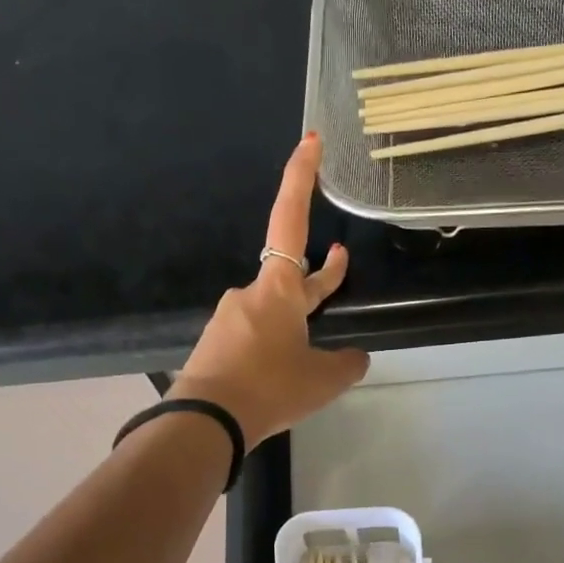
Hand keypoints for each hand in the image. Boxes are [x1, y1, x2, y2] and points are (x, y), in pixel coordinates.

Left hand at [169, 133, 369, 446]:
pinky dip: (275, 348)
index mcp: (279, 289)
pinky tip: (281, 376)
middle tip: (342, 260)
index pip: (291, 220)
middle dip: (321, 273)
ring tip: (312, 356)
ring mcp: (230, 319)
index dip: (300, 178)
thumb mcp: (323, 380)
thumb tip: (356, 358)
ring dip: (297, 322)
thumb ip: (347, 364)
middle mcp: (251, 295)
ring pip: (274, 312)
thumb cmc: (270, 388)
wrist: (206, 421)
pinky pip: (254, 337)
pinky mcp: (217, 346)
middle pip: (291, 273)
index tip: (309, 141)